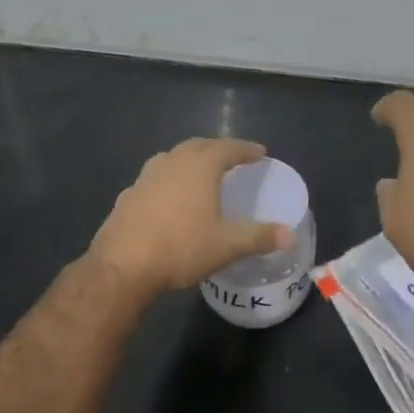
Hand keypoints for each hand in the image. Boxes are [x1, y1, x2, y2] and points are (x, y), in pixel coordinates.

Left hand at [88, 138, 294, 298]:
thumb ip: (259, 237)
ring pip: (172, 158)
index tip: (260, 153)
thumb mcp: (227, 245)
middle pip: (198, 146)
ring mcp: (146, 177)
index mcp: (200, 166)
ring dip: (189, 161)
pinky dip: (168, 181)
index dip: (246, 149)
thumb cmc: (181, 247)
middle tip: (231, 158)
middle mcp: (172, 162)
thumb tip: (291, 236)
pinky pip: (154, 178)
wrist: (122, 265)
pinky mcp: (128, 195)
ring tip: (200, 173)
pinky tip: (169, 199)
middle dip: (217, 149)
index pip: (229, 148)